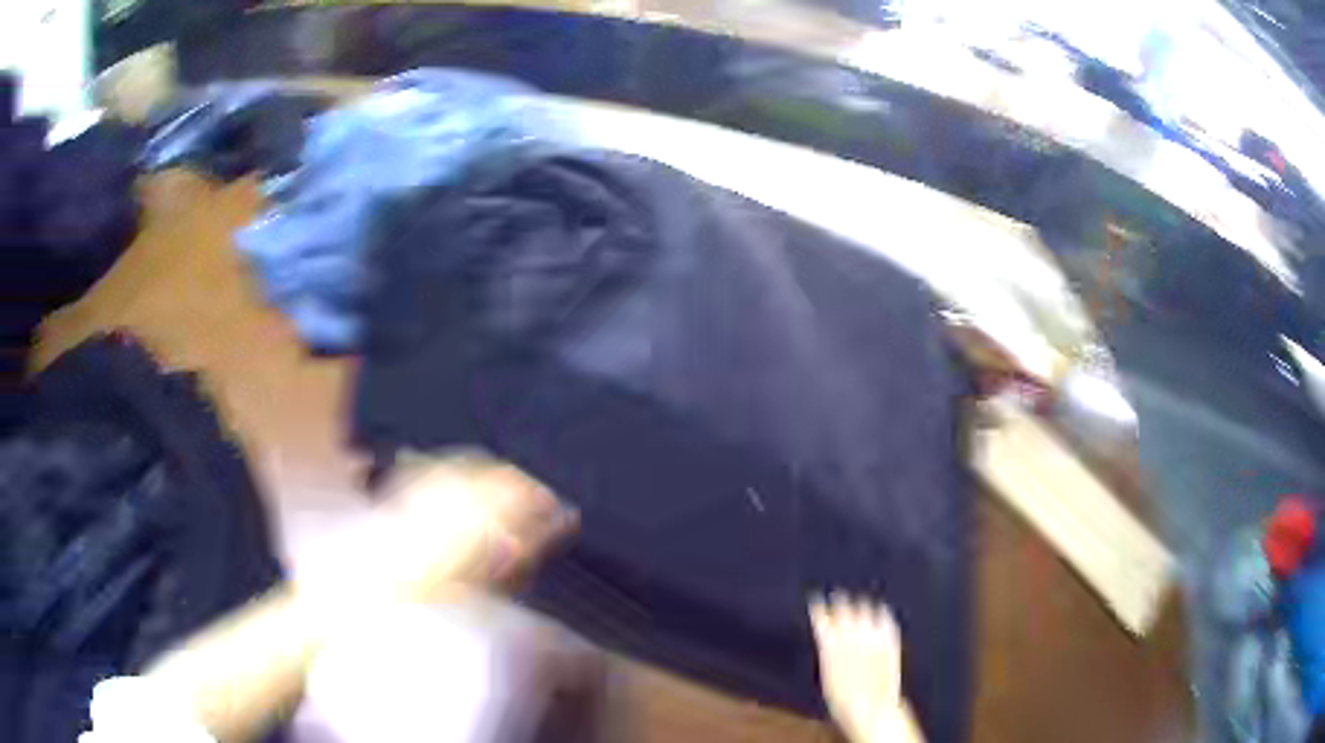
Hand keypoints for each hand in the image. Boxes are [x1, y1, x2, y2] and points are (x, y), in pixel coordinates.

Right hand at [809, 593, 925, 742]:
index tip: (816, 600)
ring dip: (861, 604)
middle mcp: (851, 636)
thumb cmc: (842, 700)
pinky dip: (882, 613)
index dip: (818, 607)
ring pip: (866, 609)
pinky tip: (881, 610)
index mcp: (830, 645)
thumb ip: (828, 652)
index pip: (821, 617)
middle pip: (844, 608)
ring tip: (859, 600)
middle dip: (839, 601)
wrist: (871, 707)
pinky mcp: (889, 641)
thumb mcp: (827, 675)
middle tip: (837, 594)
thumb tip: (827, 639)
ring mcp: (872, 636)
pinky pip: (887, 619)